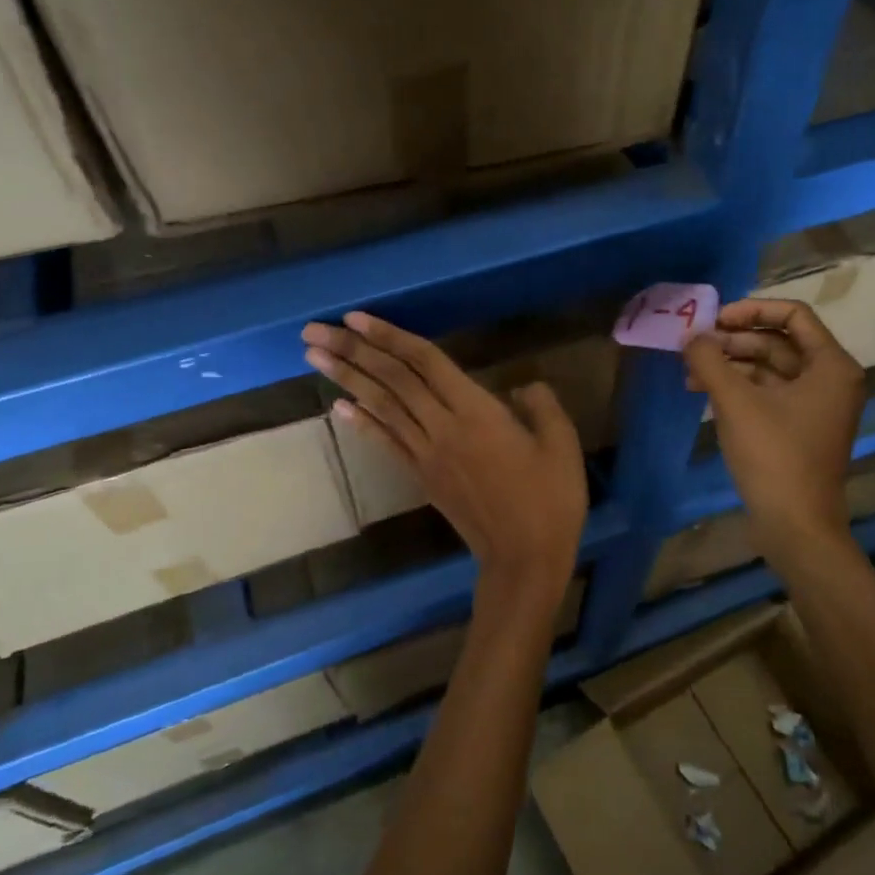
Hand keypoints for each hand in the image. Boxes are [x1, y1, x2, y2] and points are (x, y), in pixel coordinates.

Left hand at [302, 312, 585, 624]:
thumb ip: (542, 405)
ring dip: (347, 379)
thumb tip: (523, 387)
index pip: (425, 363)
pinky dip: (362, 423)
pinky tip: (338, 406)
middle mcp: (442, 427)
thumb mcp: (562, 444)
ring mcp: (426, 455)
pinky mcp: (422, 478)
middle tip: (313, 330)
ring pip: (382, 407)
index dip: (391, 337)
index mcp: (477, 412)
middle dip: (352, 351)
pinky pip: (387, 444)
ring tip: (314, 356)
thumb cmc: (550, 499)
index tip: (357, 316)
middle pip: (392, 381)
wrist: (524, 558)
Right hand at [683, 298, 866, 552]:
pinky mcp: (799, 428)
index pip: (794, 315)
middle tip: (695, 347)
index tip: (715, 320)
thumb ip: (710, 360)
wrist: (796, 526)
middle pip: (778, 341)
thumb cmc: (773, 456)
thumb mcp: (736, 402)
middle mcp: (830, 379)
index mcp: (831, 365)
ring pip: (770, 368)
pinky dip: (738, 388)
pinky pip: (768, 393)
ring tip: (690, 372)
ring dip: (731, 365)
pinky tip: (704, 392)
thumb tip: (692, 336)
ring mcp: (816, 406)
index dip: (752, 310)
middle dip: (734, 341)